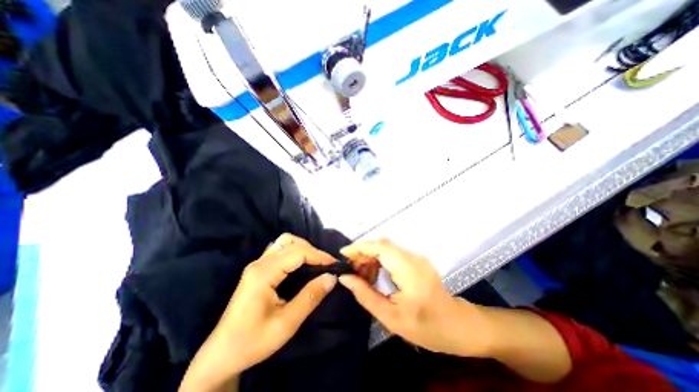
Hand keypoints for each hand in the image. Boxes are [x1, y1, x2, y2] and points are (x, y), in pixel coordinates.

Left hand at [179, 234, 338, 389]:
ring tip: (315, 263)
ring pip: (284, 242)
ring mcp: (257, 264)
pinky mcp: (257, 269)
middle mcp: (259, 263)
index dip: (319, 255)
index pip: (298, 252)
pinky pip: (279, 249)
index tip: (335, 264)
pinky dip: (294, 251)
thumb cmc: (253, 341)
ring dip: (302, 248)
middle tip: (326, 265)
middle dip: (312, 250)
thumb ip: (310, 297)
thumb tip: (332, 277)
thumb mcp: (286, 323)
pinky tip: (300, 264)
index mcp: (264, 273)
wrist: (221, 355)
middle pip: (291, 242)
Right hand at [339, 240, 489, 356]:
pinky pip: (393, 254)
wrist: (457, 326)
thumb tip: (345, 278)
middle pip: (382, 245)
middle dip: (363, 254)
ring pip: (386, 249)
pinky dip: (379, 261)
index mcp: (409, 269)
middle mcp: (413, 257)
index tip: (343, 254)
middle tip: (350, 270)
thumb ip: (365, 294)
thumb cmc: (425, 326)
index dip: (360, 247)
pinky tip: (374, 275)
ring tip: (360, 275)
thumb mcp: (390, 316)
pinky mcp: (416, 260)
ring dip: (370, 258)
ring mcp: (416, 257)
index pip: (380, 247)